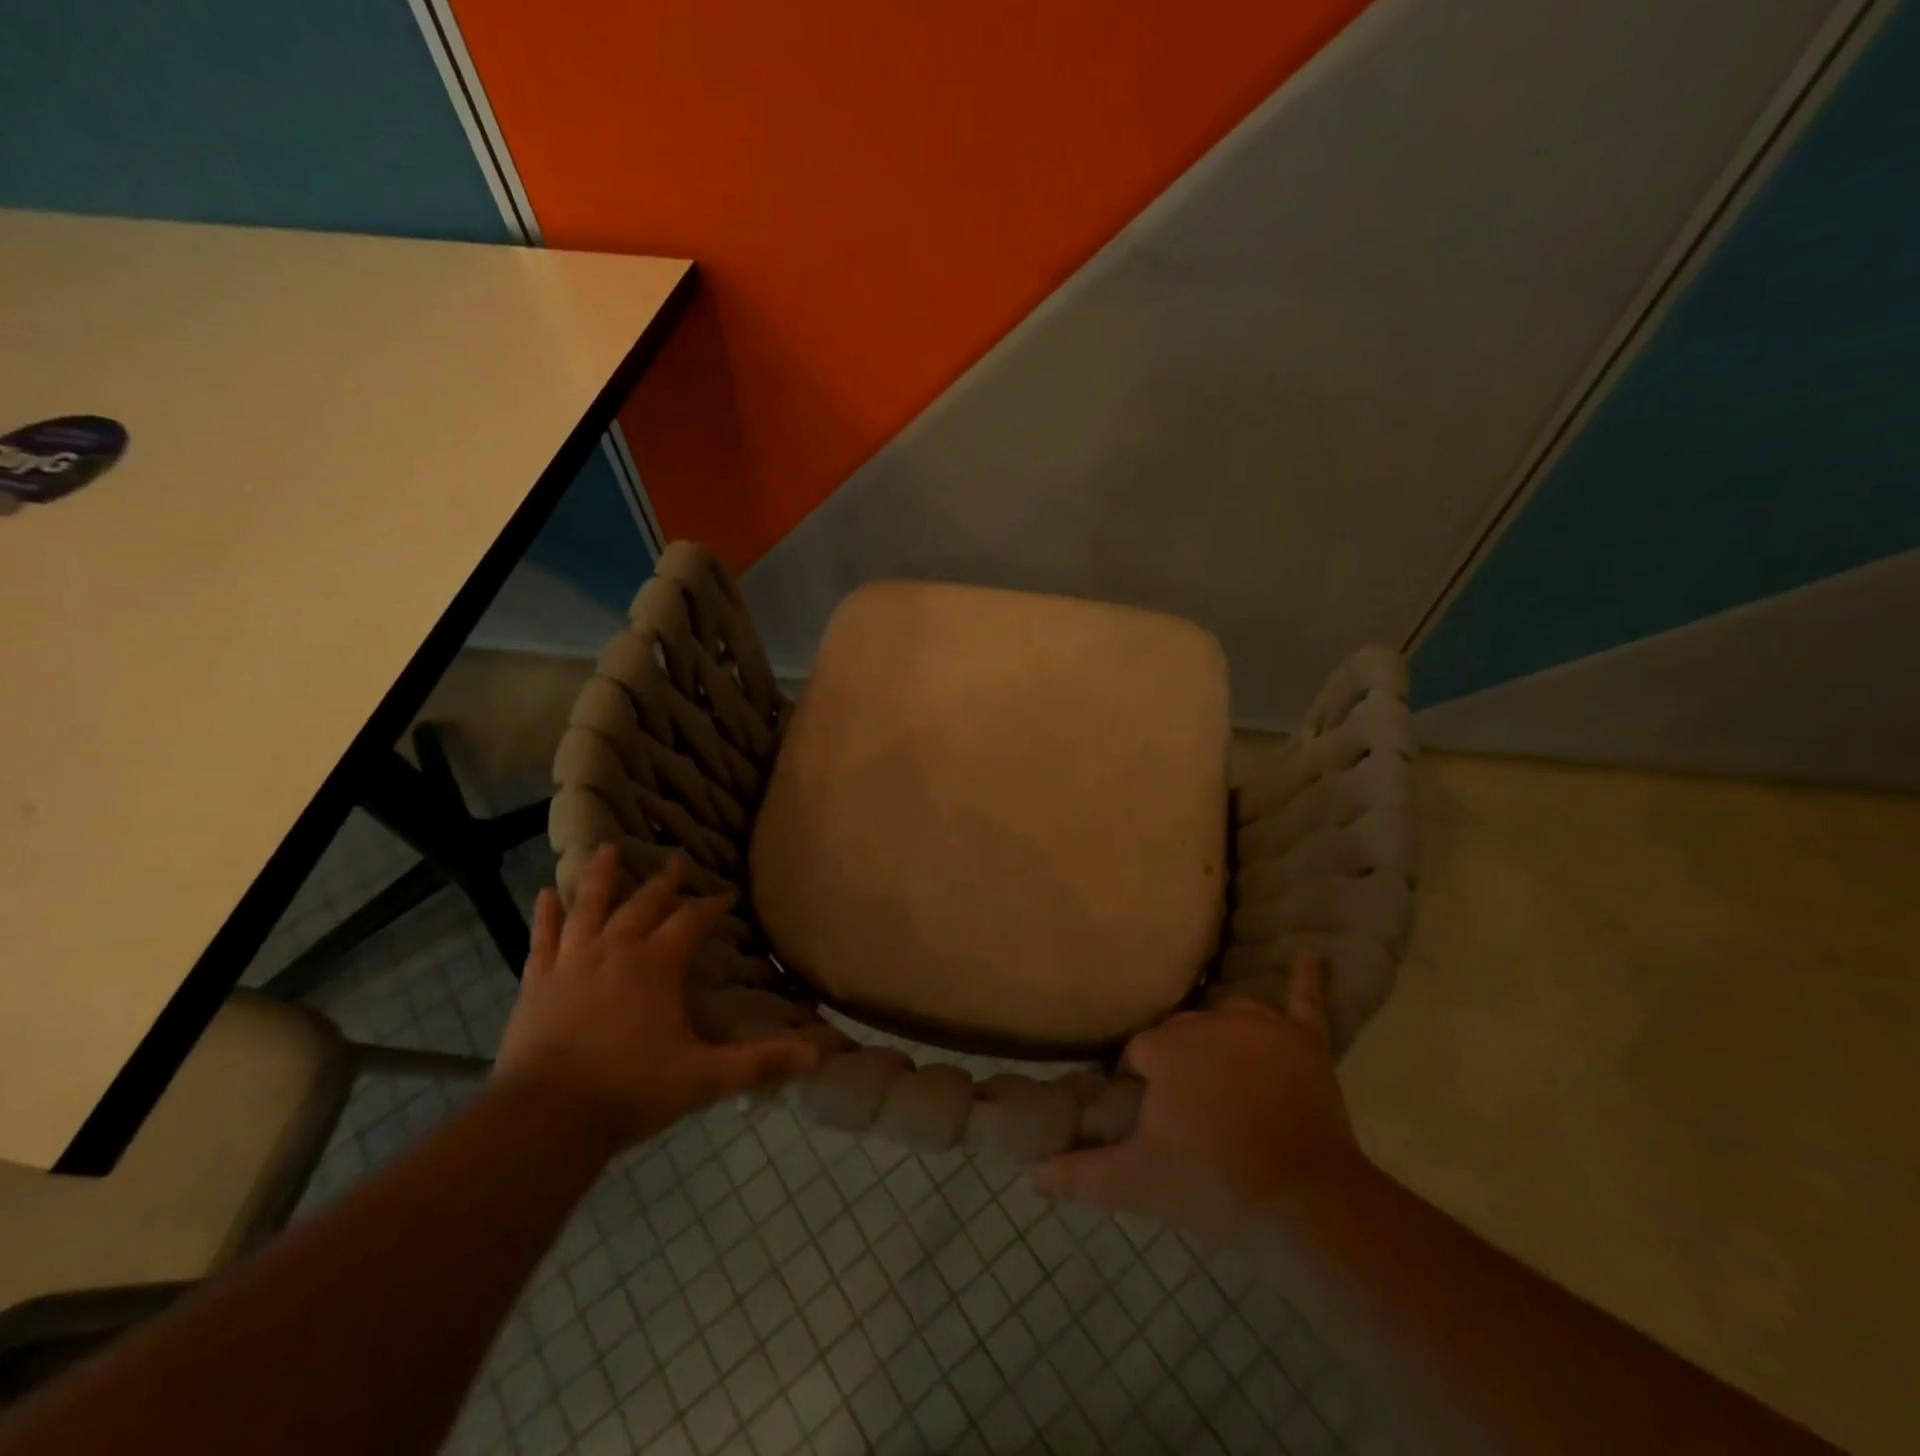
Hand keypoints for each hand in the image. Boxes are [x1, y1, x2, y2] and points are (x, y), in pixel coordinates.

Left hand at [495, 844, 820, 1150]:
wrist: (544, 1119)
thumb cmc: (630, 1091)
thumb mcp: (704, 1078)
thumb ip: (760, 1063)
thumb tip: (818, 1056)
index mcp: (656, 964)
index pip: (692, 921)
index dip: (712, 906)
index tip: (727, 895)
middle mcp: (615, 950)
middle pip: (644, 903)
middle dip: (665, 881)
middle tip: (677, 859)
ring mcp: (572, 962)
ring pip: (589, 906)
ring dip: (602, 876)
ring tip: (608, 848)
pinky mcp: (537, 982)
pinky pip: (544, 938)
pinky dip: (546, 914)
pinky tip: (545, 893)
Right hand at [1032, 954, 1362, 1233]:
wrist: (1303, 1203)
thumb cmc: (1213, 1184)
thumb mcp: (1136, 1183)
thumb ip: (1078, 1174)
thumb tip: (1028, 1175)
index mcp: (1166, 1047)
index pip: (1139, 1052)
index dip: (1141, 1085)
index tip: (1152, 1118)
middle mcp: (1208, 1022)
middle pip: (1181, 1032)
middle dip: (1179, 1063)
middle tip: (1190, 1111)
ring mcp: (1260, 1027)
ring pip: (1226, 1016)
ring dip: (1220, 1037)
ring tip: (1225, 1076)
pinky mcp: (1304, 1041)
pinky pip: (1304, 1002)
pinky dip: (1305, 982)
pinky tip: (1309, 956)